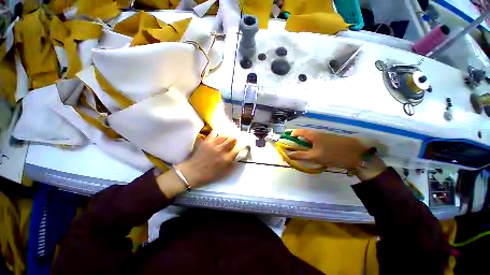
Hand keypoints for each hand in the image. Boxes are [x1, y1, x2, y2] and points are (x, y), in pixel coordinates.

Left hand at [176, 131, 240, 187]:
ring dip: (227, 134)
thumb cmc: (207, 175)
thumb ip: (231, 166)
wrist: (191, 172)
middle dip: (235, 138)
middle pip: (232, 139)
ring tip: (227, 135)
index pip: (237, 149)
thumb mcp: (222, 174)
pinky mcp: (206, 142)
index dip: (241, 145)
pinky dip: (217, 132)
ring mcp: (213, 145)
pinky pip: (213, 133)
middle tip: (234, 139)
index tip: (242, 144)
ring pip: (224, 135)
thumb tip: (238, 161)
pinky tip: (218, 133)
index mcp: (226, 159)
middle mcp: (221, 150)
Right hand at [287, 129, 366, 168]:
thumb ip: (300, 155)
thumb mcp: (314, 156)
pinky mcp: (330, 140)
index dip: (290, 136)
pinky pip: (317, 142)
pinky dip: (312, 147)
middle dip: (297, 143)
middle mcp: (317, 133)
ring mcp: (324, 136)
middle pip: (303, 136)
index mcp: (312, 134)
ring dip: (305, 146)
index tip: (287, 144)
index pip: (297, 132)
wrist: (357, 155)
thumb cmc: (333, 154)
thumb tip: (288, 155)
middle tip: (295, 151)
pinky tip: (315, 155)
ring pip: (310, 139)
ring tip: (304, 155)